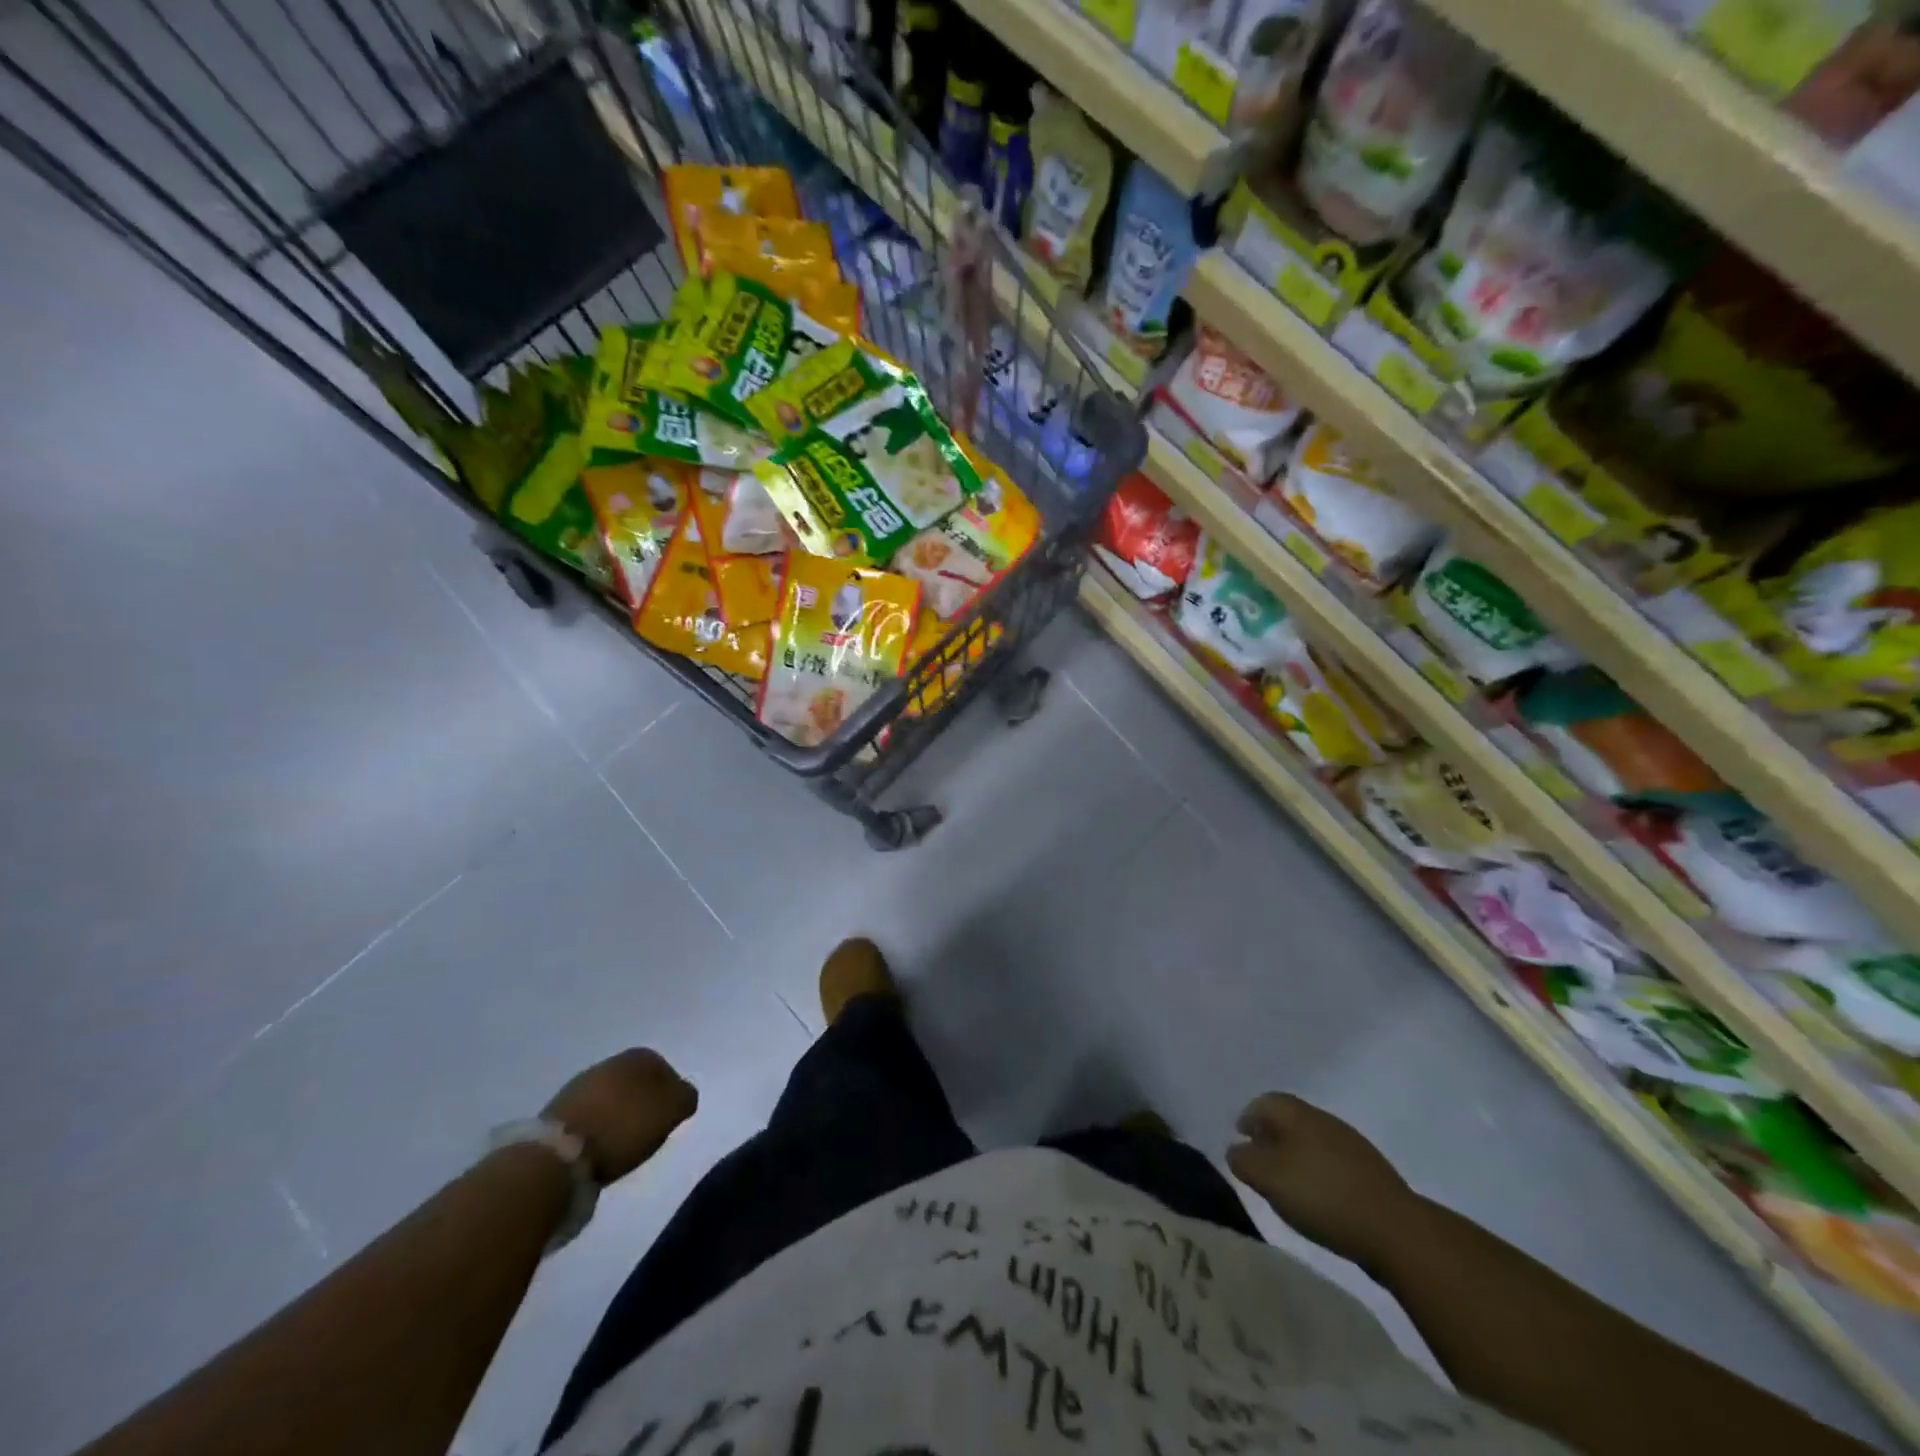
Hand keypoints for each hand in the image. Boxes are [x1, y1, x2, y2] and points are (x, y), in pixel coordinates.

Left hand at [543, 1049, 697, 1184]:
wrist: (561, 1152)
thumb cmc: (625, 1126)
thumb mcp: (672, 1111)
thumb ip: (685, 1097)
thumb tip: (682, 1095)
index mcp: (642, 1055)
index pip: (666, 1071)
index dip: (670, 1097)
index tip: (668, 1121)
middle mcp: (612, 1061)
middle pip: (637, 1082)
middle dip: (643, 1102)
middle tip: (647, 1131)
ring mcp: (582, 1082)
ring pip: (612, 1096)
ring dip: (618, 1114)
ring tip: (621, 1143)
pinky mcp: (558, 1108)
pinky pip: (590, 1113)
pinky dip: (597, 1125)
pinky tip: (598, 1144)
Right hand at [1227, 1093, 1420, 1267]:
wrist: (1396, 1231)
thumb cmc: (1322, 1196)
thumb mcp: (1268, 1179)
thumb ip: (1244, 1161)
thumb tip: (1236, 1150)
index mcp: (1299, 1114)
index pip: (1266, 1101)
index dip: (1249, 1116)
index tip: (1240, 1137)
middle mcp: (1325, 1121)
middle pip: (1289, 1118)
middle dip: (1271, 1134)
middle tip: (1259, 1159)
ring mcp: (1352, 1146)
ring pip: (1312, 1140)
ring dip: (1295, 1154)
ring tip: (1286, 1183)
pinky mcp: (1370, 1174)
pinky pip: (1332, 1162)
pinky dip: (1317, 1172)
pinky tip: (1318, 1198)